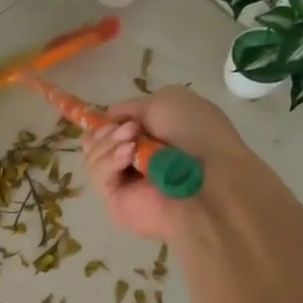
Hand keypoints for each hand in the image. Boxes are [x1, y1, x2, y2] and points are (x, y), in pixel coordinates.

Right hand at [83, 88, 247, 242]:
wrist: (210, 178)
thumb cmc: (197, 134)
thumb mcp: (166, 101)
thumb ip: (131, 107)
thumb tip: (109, 120)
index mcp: (149, 136)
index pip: (110, 128)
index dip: (105, 121)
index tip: (111, 117)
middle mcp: (134, 159)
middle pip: (94, 142)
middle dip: (105, 131)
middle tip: (129, 131)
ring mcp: (123, 182)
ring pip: (92, 157)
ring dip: (108, 143)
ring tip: (132, 143)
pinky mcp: (114, 202)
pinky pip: (98, 177)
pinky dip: (108, 162)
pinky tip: (127, 157)